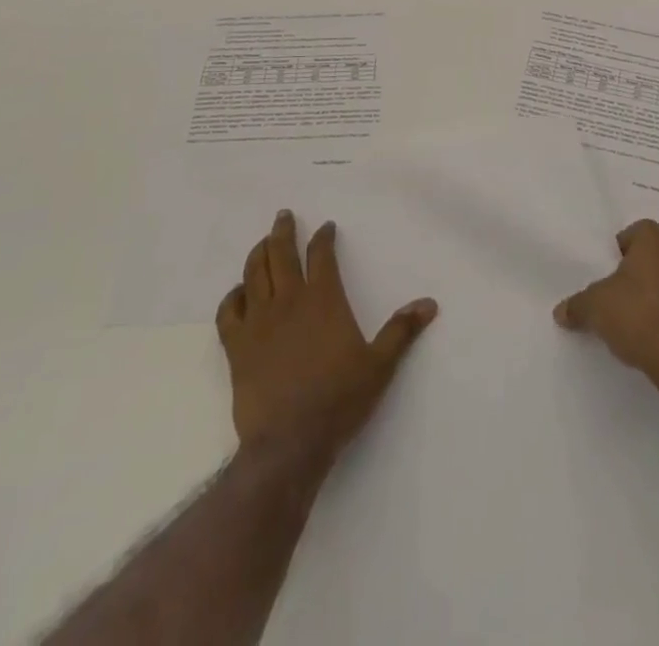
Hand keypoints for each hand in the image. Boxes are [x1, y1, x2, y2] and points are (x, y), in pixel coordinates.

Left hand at [217, 210, 437, 464]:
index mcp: (323, 300)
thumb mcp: (380, 365)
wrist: (290, 442)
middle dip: (283, 231)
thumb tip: (430, 303)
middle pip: (281, 254)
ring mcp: (259, 322)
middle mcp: (289, 301)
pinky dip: (232, 296)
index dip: (323, 237)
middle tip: (284, 215)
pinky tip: (238, 292)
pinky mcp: (236, 346)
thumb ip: (401, 331)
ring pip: (253, 274)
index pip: (322, 255)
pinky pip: (228, 311)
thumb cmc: (339, 400)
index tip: (326, 227)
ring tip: (263, 243)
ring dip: (258, 253)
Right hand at [554, 220, 658, 383]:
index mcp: (655, 237)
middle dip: (646, 268)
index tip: (611, 278)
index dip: (620, 254)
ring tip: (651, 315)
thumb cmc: (637, 316)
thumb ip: (577, 305)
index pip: (633, 234)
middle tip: (627, 295)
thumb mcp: (595, 308)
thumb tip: (561, 312)